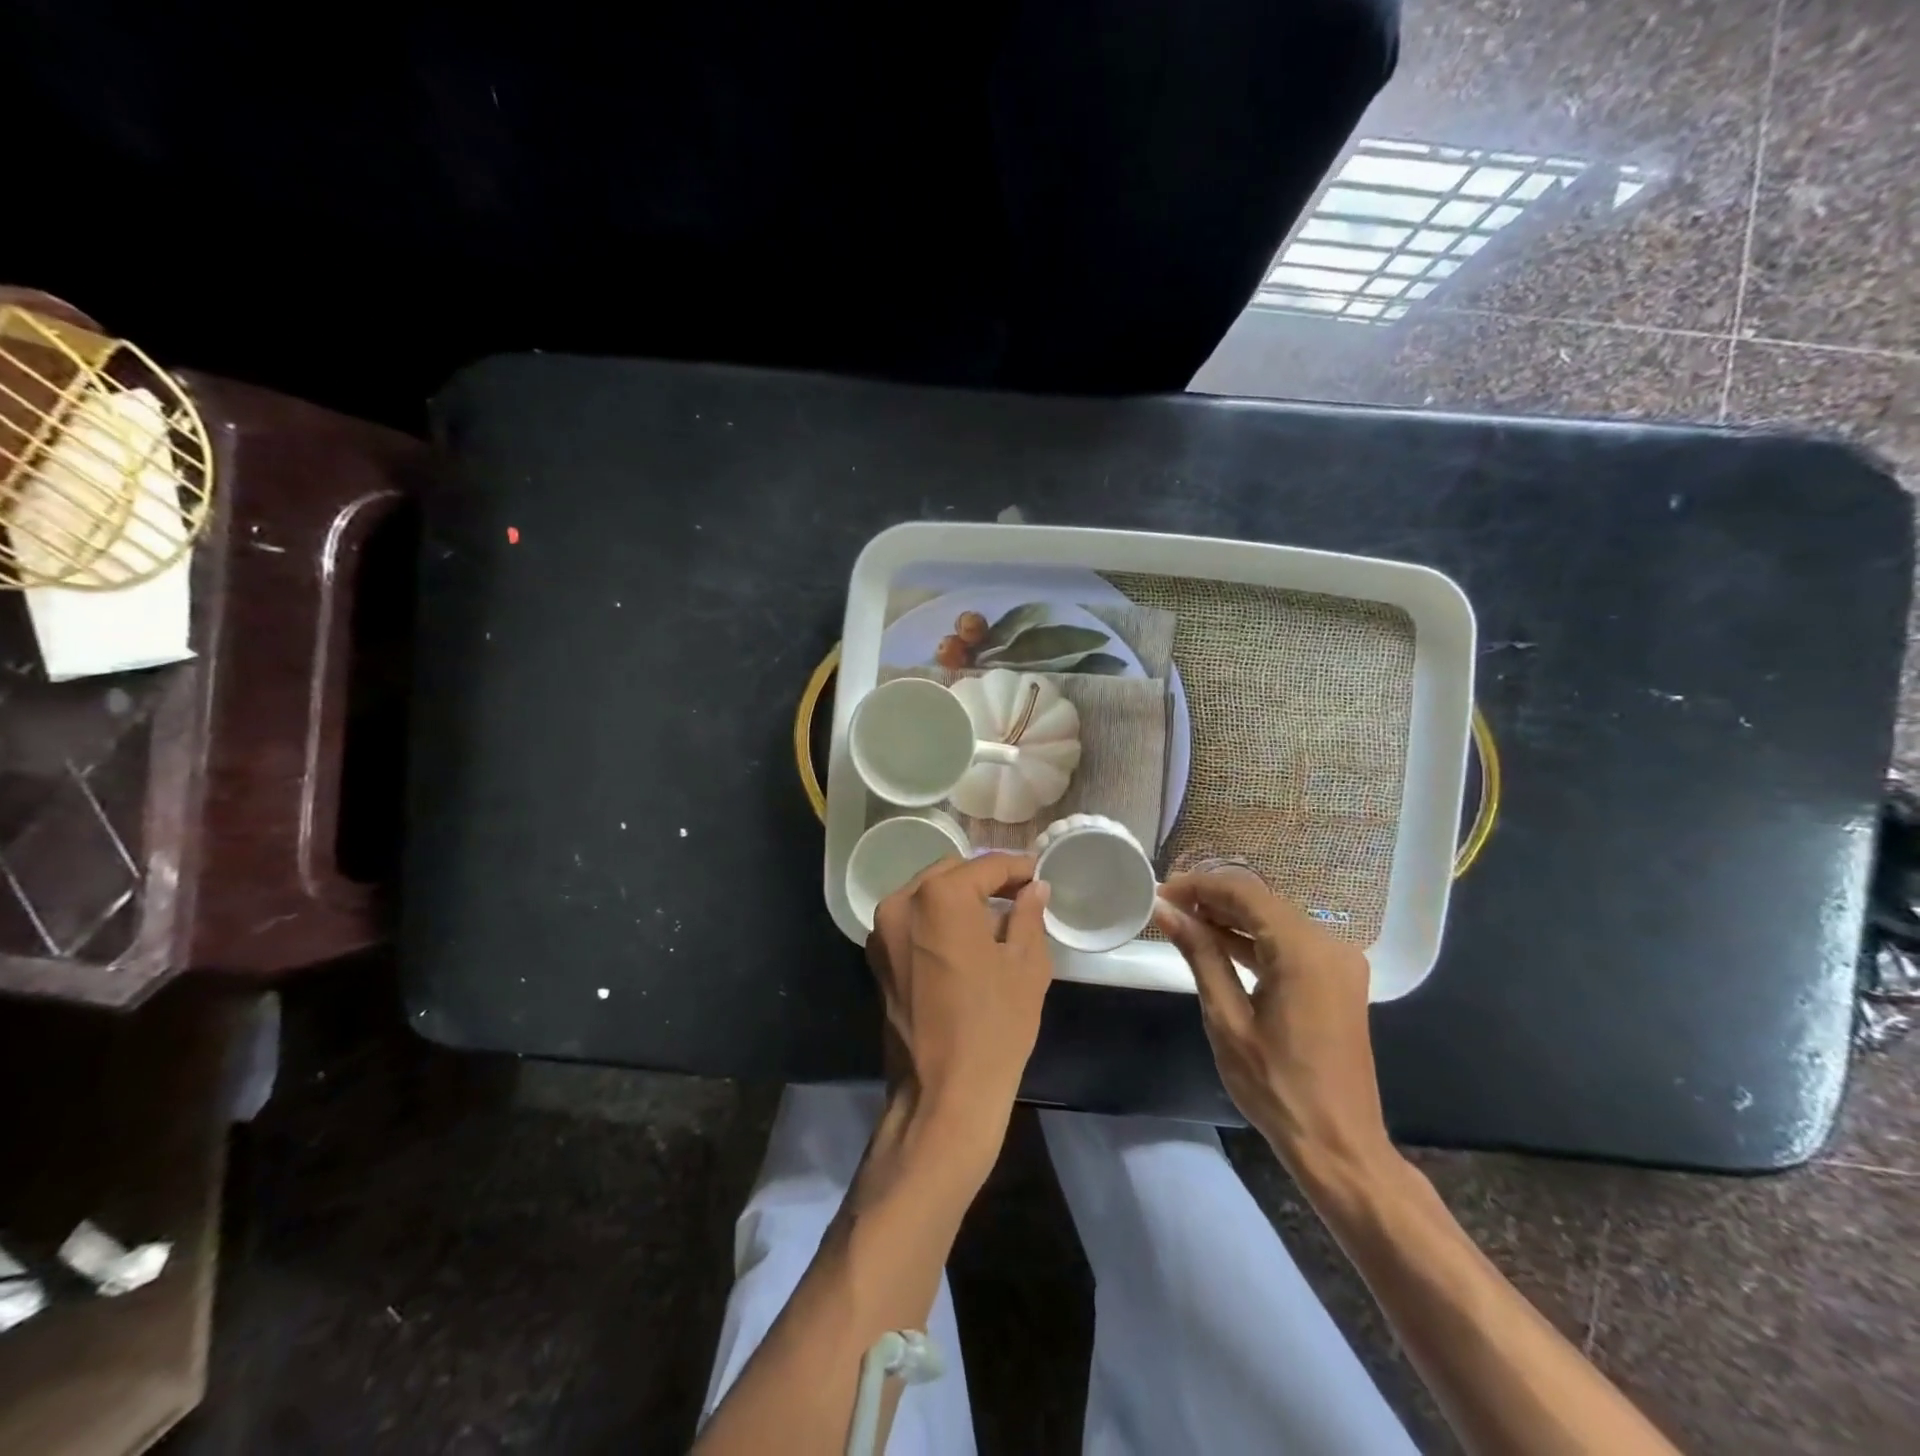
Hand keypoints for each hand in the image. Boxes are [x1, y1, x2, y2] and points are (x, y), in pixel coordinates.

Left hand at [866, 854, 1054, 1162]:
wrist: (943, 1094)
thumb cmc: (995, 1025)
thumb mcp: (1026, 964)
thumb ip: (1028, 913)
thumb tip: (1034, 887)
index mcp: (940, 896)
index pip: (987, 866)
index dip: (1018, 868)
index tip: (1040, 873)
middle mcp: (901, 902)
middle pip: (951, 874)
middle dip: (986, 880)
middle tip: (1021, 894)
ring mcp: (882, 931)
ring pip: (927, 895)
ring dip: (960, 898)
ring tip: (996, 918)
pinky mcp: (876, 958)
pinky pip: (912, 921)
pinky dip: (938, 920)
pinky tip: (967, 941)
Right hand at [1154, 869, 1391, 1180]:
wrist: (1339, 1146)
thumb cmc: (1276, 1087)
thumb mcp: (1227, 1019)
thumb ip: (1200, 955)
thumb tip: (1166, 910)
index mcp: (1304, 951)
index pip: (1245, 894)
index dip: (1199, 886)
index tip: (1161, 892)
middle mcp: (1329, 944)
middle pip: (1262, 901)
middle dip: (1213, 898)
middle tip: (1168, 907)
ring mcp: (1338, 961)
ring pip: (1275, 919)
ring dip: (1231, 917)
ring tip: (1184, 922)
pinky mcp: (1337, 979)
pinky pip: (1290, 942)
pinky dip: (1254, 938)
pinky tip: (1219, 943)